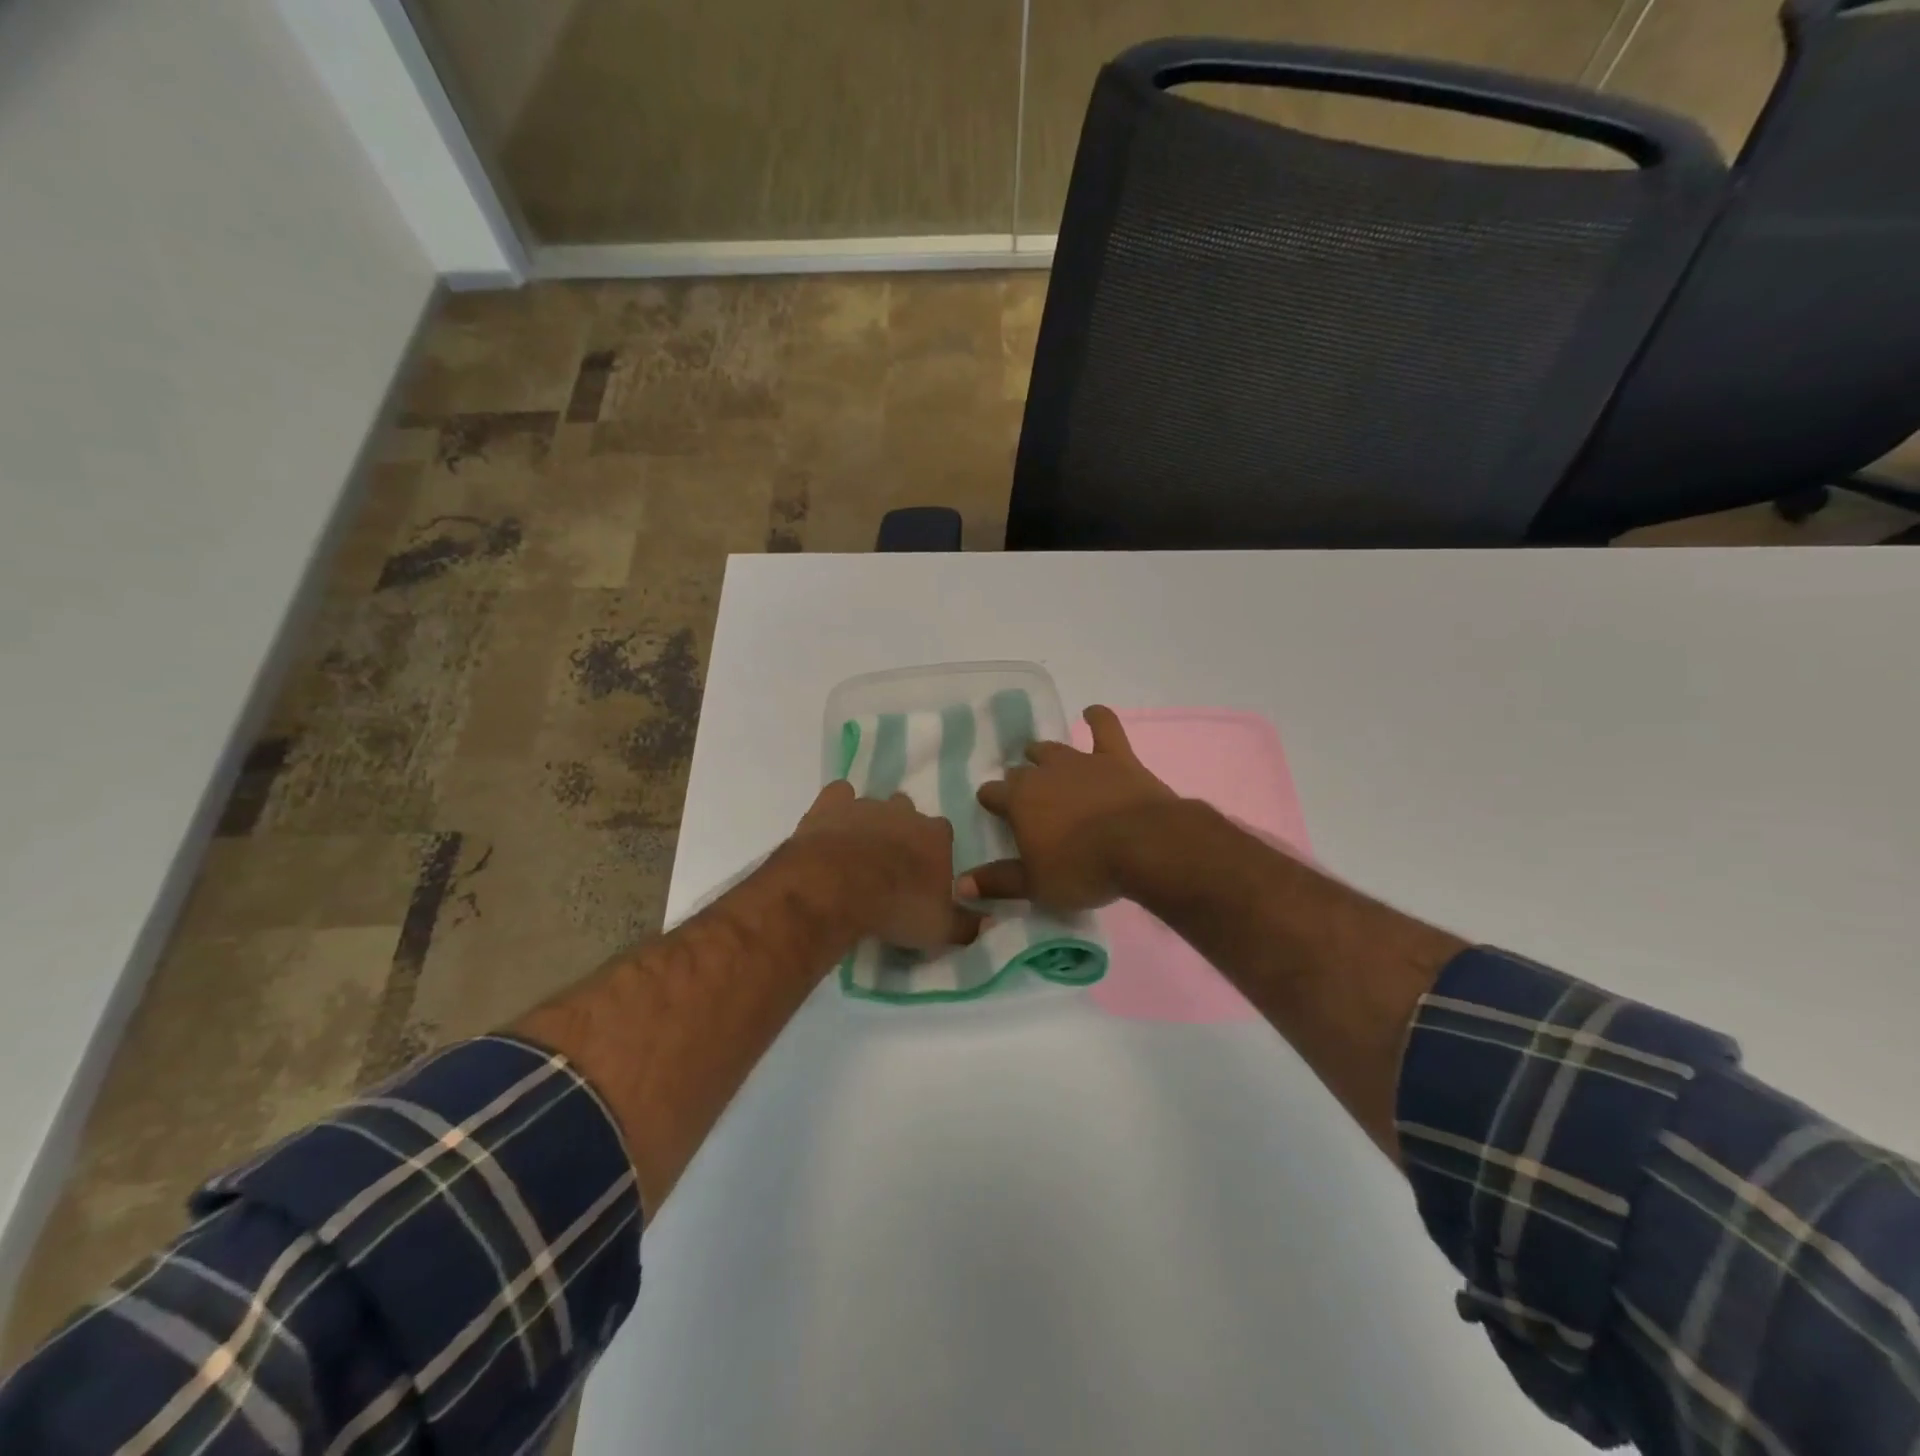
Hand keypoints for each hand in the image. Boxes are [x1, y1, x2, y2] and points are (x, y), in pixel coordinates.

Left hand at [787, 781, 981, 950]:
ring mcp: (866, 805)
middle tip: (888, 865)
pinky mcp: (831, 804)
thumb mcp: (939, 929)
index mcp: (936, 836)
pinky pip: (839, 794)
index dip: (932, 853)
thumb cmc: (895, 908)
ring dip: (869, 823)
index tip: (922, 876)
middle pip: (909, 813)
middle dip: (901, 832)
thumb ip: (967, 924)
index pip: (943, 834)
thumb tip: (990, 922)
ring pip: (874, 805)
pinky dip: (836, 807)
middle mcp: (905, 812)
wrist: (836, 889)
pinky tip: (831, 826)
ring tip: (855, 852)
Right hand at [960, 706, 1177, 911]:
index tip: (994, 811)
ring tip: (1042, 759)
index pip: (992, 794)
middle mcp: (1044, 773)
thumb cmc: (1082, 869)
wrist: (1142, 845)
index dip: (991, 801)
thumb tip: (960, 884)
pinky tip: (1091, 712)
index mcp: (1018, 801)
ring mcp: (1081, 761)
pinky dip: (1097, 718)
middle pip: (1021, 770)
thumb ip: (997, 882)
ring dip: (1045, 754)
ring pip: (1053, 749)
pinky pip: (1104, 728)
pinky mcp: (1116, 757)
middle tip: (1025, 797)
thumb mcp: (1035, 885)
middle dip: (1019, 780)